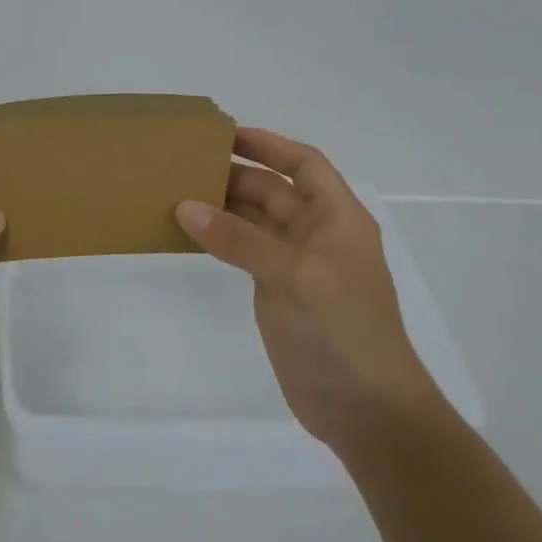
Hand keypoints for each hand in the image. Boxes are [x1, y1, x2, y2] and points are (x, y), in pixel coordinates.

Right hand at [175, 128, 440, 451]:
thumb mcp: (294, 276)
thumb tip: (185, 206)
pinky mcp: (277, 290)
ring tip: (177, 191)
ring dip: (222, 206)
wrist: (364, 408)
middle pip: (274, 190)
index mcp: (337, 218)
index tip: (225, 134)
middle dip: (235, 174)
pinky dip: (219, 238)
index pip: (304, 164)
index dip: (269, 145)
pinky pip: (244, 251)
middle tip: (185, 163)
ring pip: (255, 221)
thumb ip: (239, 239)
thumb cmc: (342, 331)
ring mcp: (296, 265)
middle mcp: (317, 234)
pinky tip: (189, 231)